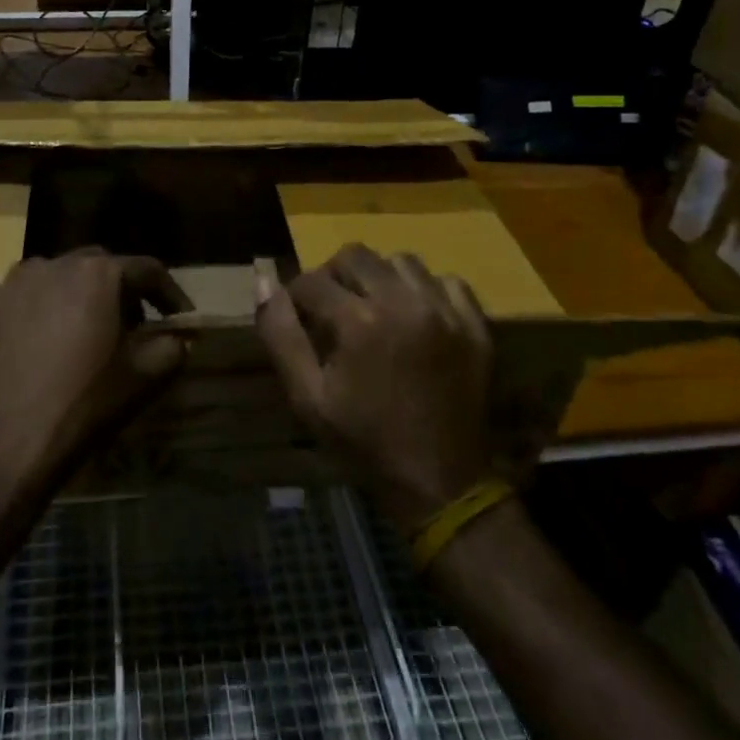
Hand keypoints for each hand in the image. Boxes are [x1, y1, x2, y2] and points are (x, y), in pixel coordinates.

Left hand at [0, 248, 188, 490]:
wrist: (3, 445)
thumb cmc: (83, 405)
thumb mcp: (144, 378)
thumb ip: (171, 348)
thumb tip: (177, 338)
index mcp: (97, 273)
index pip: (146, 270)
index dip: (169, 293)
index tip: (179, 316)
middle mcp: (51, 264)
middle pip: (95, 266)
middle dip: (117, 290)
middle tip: (127, 326)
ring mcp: (6, 284)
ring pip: (48, 277)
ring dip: (68, 296)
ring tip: (73, 331)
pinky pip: (5, 297)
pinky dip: (21, 310)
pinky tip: (23, 337)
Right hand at [257, 244, 496, 531]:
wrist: (440, 483)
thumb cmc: (365, 442)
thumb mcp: (307, 398)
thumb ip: (281, 336)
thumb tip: (264, 284)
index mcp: (360, 321)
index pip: (311, 281)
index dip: (296, 297)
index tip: (299, 319)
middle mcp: (404, 302)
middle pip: (355, 255)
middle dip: (334, 276)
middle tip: (333, 310)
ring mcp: (445, 311)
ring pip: (402, 261)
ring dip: (379, 277)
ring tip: (374, 309)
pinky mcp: (475, 325)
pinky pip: (448, 281)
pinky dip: (427, 289)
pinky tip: (416, 316)